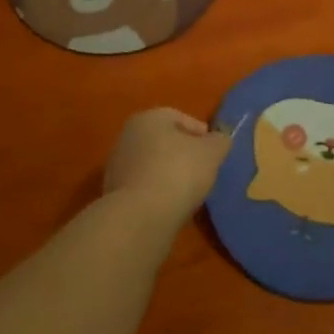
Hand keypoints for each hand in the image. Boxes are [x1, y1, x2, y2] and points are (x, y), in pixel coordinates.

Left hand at [103, 108, 231, 222]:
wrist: (140, 216)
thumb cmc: (179, 172)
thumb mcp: (212, 153)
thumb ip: (219, 142)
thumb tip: (220, 140)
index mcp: (148, 118)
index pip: (179, 117)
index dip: (201, 133)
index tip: (215, 151)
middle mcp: (128, 136)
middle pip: (163, 141)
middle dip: (183, 153)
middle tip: (204, 170)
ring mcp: (117, 166)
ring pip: (152, 164)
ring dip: (169, 174)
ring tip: (189, 191)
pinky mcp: (113, 194)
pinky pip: (144, 187)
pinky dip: (158, 192)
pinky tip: (171, 205)